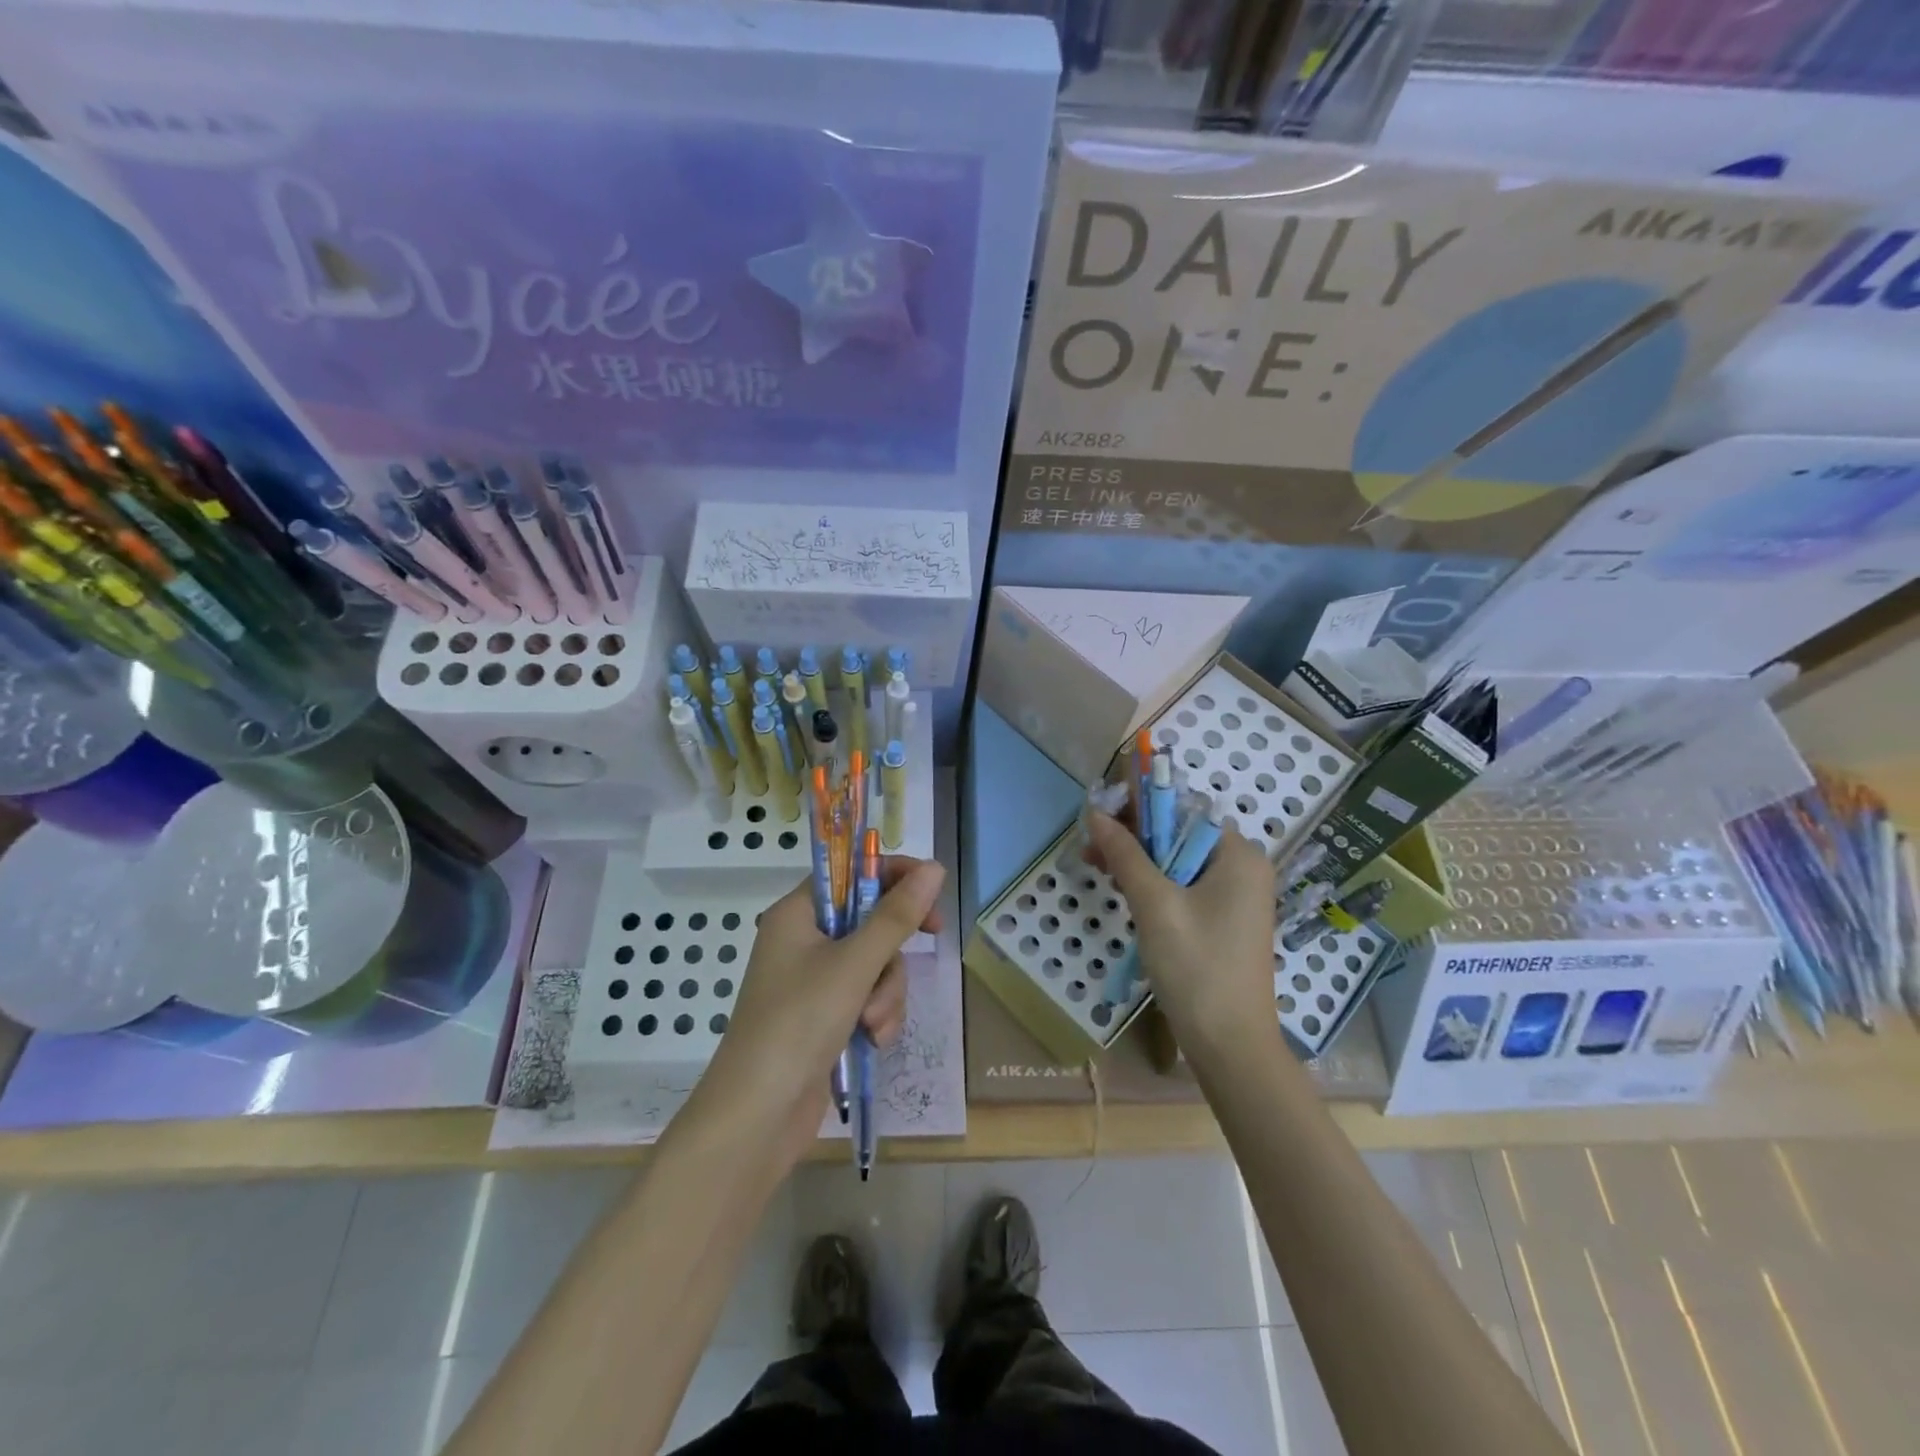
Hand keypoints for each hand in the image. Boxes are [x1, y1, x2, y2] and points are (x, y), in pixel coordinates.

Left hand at [704, 857, 944, 1166]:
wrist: (757, 1116)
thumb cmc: (799, 1023)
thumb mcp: (854, 965)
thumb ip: (896, 916)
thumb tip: (934, 868)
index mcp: (798, 914)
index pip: (850, 873)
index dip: (892, 876)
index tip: (929, 891)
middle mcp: (804, 941)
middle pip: (870, 920)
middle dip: (892, 951)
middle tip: (931, 940)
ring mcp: (814, 982)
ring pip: (875, 965)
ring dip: (886, 992)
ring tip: (874, 1024)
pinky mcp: (826, 1017)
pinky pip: (868, 998)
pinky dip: (877, 1016)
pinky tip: (873, 1041)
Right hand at [1084, 810, 1277, 1056]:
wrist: (1230, 1046)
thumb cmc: (1196, 967)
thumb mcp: (1154, 905)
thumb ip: (1125, 854)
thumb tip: (1095, 813)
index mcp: (1238, 854)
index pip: (1183, 810)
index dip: (1139, 809)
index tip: (1098, 820)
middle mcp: (1244, 867)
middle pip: (1180, 835)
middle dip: (1134, 839)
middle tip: (1090, 850)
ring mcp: (1237, 896)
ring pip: (1179, 862)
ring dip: (1139, 863)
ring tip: (1099, 870)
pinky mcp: (1226, 920)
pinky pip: (1186, 887)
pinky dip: (1156, 886)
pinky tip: (1125, 892)